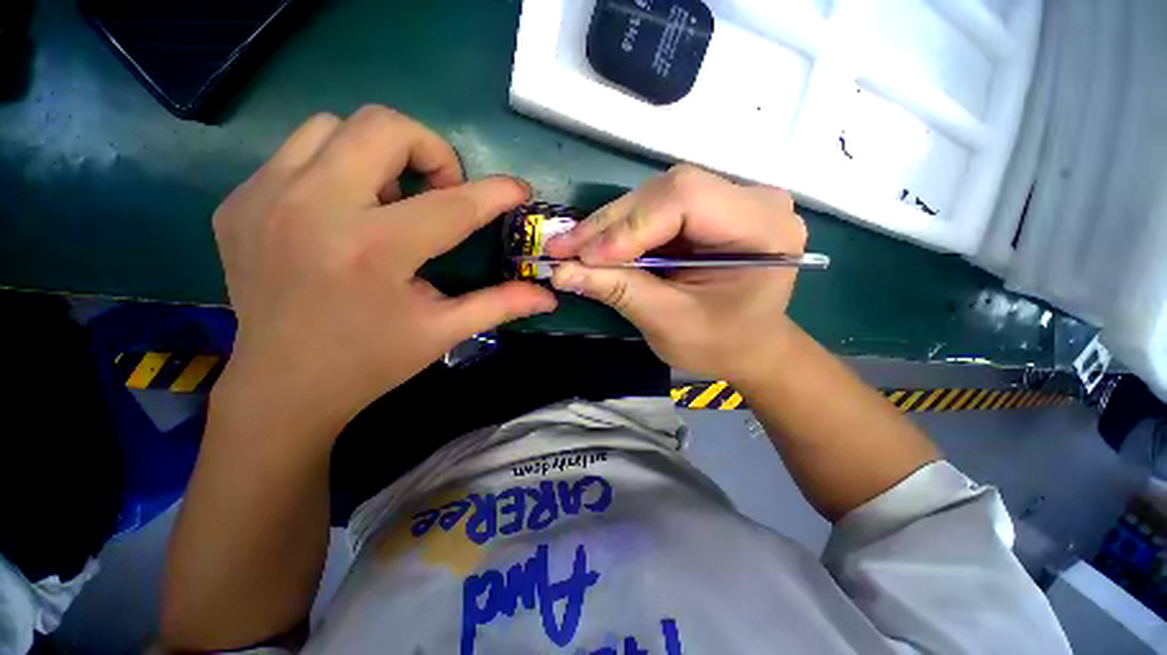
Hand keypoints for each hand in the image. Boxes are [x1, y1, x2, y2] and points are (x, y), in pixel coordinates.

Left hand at [212, 106, 556, 444]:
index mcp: (373, 252)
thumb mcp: (444, 332)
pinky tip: (345, 213)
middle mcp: (312, 209)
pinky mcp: (237, 202)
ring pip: (333, 125)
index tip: (518, 189)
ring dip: (378, 153)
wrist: (282, 386)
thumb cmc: (372, 361)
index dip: (495, 192)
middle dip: (430, 150)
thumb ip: (500, 304)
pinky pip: (296, 153)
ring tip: (391, 200)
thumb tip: (548, 296)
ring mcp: (263, 198)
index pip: (453, 204)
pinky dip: (335, 168)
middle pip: (382, 126)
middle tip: (441, 192)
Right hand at [545, 165, 805, 383]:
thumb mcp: (669, 322)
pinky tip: (596, 248)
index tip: (584, 258)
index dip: (630, 226)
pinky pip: (654, 210)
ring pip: (654, 196)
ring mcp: (729, 200)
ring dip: (609, 226)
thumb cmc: (720, 343)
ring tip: (574, 251)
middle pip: (667, 191)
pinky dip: (621, 231)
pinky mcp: (706, 210)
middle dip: (610, 225)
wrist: (747, 345)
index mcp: (763, 227)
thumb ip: (619, 291)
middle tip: (562, 250)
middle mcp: (752, 200)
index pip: (687, 199)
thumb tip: (562, 271)